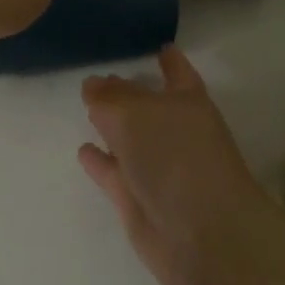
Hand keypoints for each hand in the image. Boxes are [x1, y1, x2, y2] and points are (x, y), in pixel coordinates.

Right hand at [77, 47, 284, 284]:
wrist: (201, 236)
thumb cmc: (175, 158)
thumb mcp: (135, 114)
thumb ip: (109, 98)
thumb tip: (92, 85)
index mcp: (186, 101)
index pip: (177, 73)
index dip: (169, 60)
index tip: (159, 47)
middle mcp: (172, 131)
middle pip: (145, 105)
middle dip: (126, 92)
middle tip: (98, 77)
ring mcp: (156, 168)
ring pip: (128, 139)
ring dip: (110, 126)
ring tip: (88, 108)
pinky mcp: (138, 201)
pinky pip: (113, 172)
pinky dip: (100, 161)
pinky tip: (83, 150)